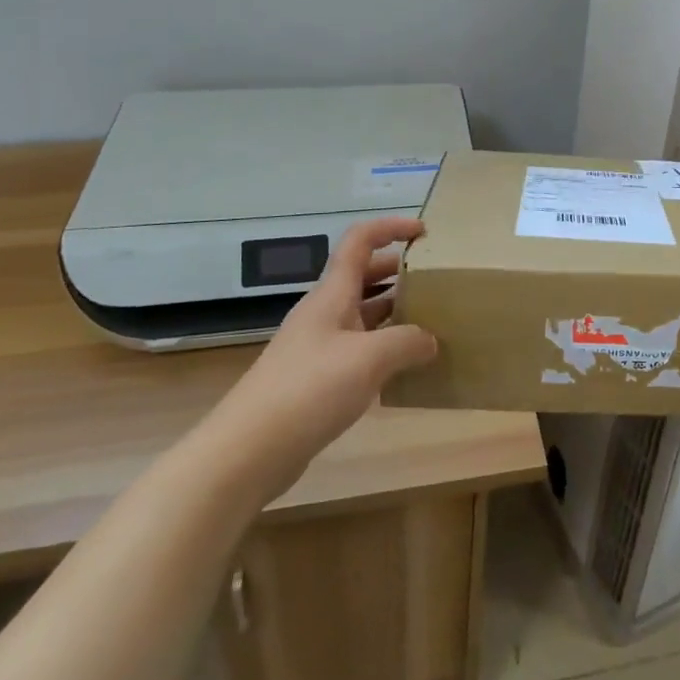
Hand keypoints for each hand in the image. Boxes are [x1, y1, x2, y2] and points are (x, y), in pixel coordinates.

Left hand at [222, 216, 438, 463]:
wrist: (247, 451)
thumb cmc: (309, 389)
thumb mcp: (370, 359)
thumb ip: (407, 342)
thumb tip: (430, 340)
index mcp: (332, 295)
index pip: (360, 241)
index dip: (391, 228)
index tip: (424, 233)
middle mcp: (323, 313)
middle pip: (361, 276)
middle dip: (396, 270)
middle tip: (432, 280)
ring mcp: (316, 347)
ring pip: (360, 314)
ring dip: (391, 310)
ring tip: (427, 321)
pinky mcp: (314, 380)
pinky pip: (355, 349)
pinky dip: (381, 348)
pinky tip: (402, 368)